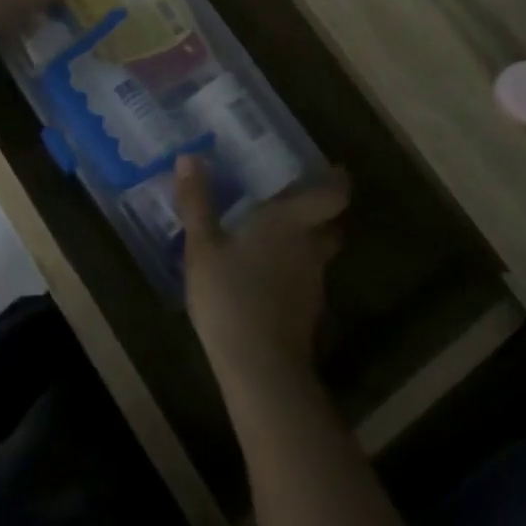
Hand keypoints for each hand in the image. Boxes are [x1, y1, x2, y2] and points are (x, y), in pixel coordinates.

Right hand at [175, 155, 350, 385]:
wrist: (260, 369)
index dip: (336, 180)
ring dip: (299, 247)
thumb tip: (189, 156)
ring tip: (266, 242)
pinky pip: (302, 282)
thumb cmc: (230, 295)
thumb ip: (197, 202)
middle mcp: (310, 248)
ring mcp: (312, 284)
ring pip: (315, 256)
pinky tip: (261, 280)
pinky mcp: (306, 313)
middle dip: (315, 216)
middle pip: (329, 226)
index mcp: (291, 222)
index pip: (334, 194)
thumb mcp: (202, 247)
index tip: (329, 169)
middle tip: (286, 205)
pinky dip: (288, 275)